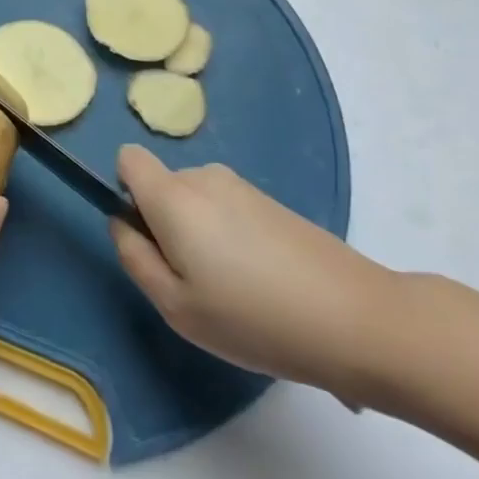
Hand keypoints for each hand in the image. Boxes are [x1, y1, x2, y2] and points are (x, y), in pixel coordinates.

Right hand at [111, 145, 400, 403]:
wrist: (356, 319)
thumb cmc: (253, 318)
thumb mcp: (175, 305)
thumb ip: (134, 256)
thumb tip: (122, 222)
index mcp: (173, 196)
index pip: (128, 159)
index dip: (125, 192)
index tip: (149, 238)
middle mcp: (204, 177)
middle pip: (162, 186)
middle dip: (165, 224)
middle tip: (194, 282)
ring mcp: (243, 187)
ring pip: (196, 201)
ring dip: (200, 235)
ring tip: (234, 289)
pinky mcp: (272, 202)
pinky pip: (227, 210)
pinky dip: (230, 238)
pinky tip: (262, 283)